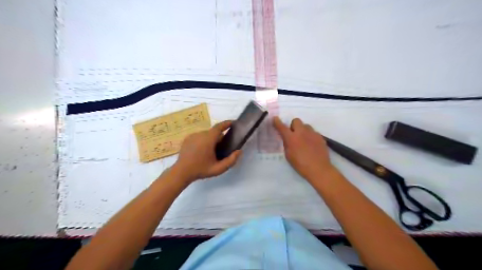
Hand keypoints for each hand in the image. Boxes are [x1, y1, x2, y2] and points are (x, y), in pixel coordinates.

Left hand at [172, 120, 240, 183]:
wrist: (181, 172)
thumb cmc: (201, 170)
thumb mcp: (218, 169)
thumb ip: (231, 160)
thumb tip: (239, 151)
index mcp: (208, 139)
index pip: (219, 127)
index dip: (227, 123)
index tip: (233, 122)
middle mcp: (200, 134)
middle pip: (213, 132)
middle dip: (219, 137)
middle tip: (222, 148)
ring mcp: (192, 135)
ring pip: (206, 134)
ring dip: (211, 139)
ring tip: (211, 152)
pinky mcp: (187, 138)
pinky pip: (199, 136)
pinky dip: (203, 141)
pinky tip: (202, 151)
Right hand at [273, 117, 335, 182]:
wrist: (319, 169)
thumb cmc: (300, 165)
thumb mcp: (288, 155)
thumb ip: (287, 144)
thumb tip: (287, 138)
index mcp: (291, 138)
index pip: (282, 127)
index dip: (277, 122)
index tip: (275, 118)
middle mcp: (302, 132)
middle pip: (296, 121)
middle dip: (293, 125)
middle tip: (294, 134)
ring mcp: (312, 133)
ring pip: (306, 126)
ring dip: (303, 130)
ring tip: (304, 140)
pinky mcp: (320, 137)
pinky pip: (313, 132)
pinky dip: (310, 136)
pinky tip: (311, 145)